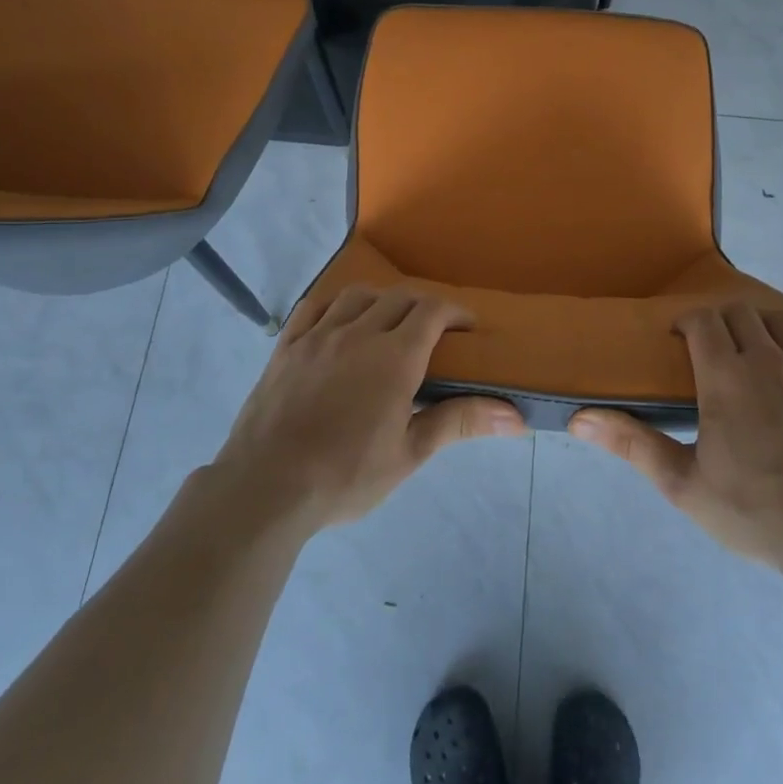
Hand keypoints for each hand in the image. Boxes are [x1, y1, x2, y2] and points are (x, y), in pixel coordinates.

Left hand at [214, 285, 526, 531]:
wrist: (266, 487)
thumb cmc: (345, 475)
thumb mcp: (409, 453)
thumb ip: (460, 423)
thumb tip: (516, 417)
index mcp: (395, 357)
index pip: (432, 312)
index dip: (455, 312)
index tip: (467, 327)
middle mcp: (359, 333)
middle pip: (399, 297)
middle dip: (424, 305)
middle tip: (435, 328)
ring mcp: (318, 335)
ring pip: (357, 295)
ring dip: (381, 300)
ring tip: (388, 321)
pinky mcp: (286, 346)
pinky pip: (314, 306)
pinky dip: (335, 304)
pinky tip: (339, 320)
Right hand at [569, 302, 782, 568]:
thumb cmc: (754, 512)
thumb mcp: (683, 484)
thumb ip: (632, 444)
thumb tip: (579, 419)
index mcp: (726, 377)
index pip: (703, 320)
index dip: (689, 321)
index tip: (681, 338)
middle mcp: (769, 360)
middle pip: (742, 314)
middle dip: (723, 322)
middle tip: (715, 349)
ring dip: (764, 327)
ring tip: (758, 351)